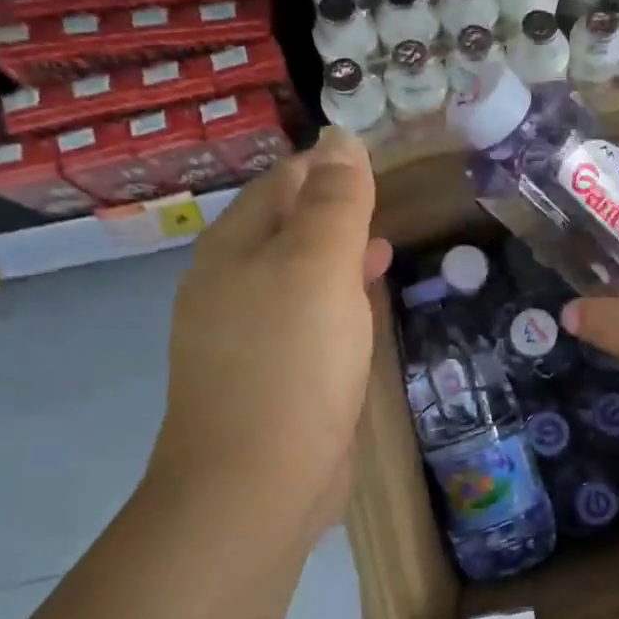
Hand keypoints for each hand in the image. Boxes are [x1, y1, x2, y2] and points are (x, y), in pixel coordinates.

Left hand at [149, 127, 391, 542]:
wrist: (256, 483)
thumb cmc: (291, 362)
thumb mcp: (319, 267)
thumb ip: (334, 200)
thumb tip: (341, 136)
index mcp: (234, 247)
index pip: (282, 182)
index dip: (329, 166)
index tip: (381, 161)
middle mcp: (230, 283)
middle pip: (287, 226)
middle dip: (335, 209)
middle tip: (388, 201)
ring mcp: (245, 332)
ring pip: (298, 274)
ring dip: (337, 255)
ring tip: (384, 247)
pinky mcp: (268, 372)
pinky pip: (304, 318)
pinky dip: (334, 300)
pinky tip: (363, 308)